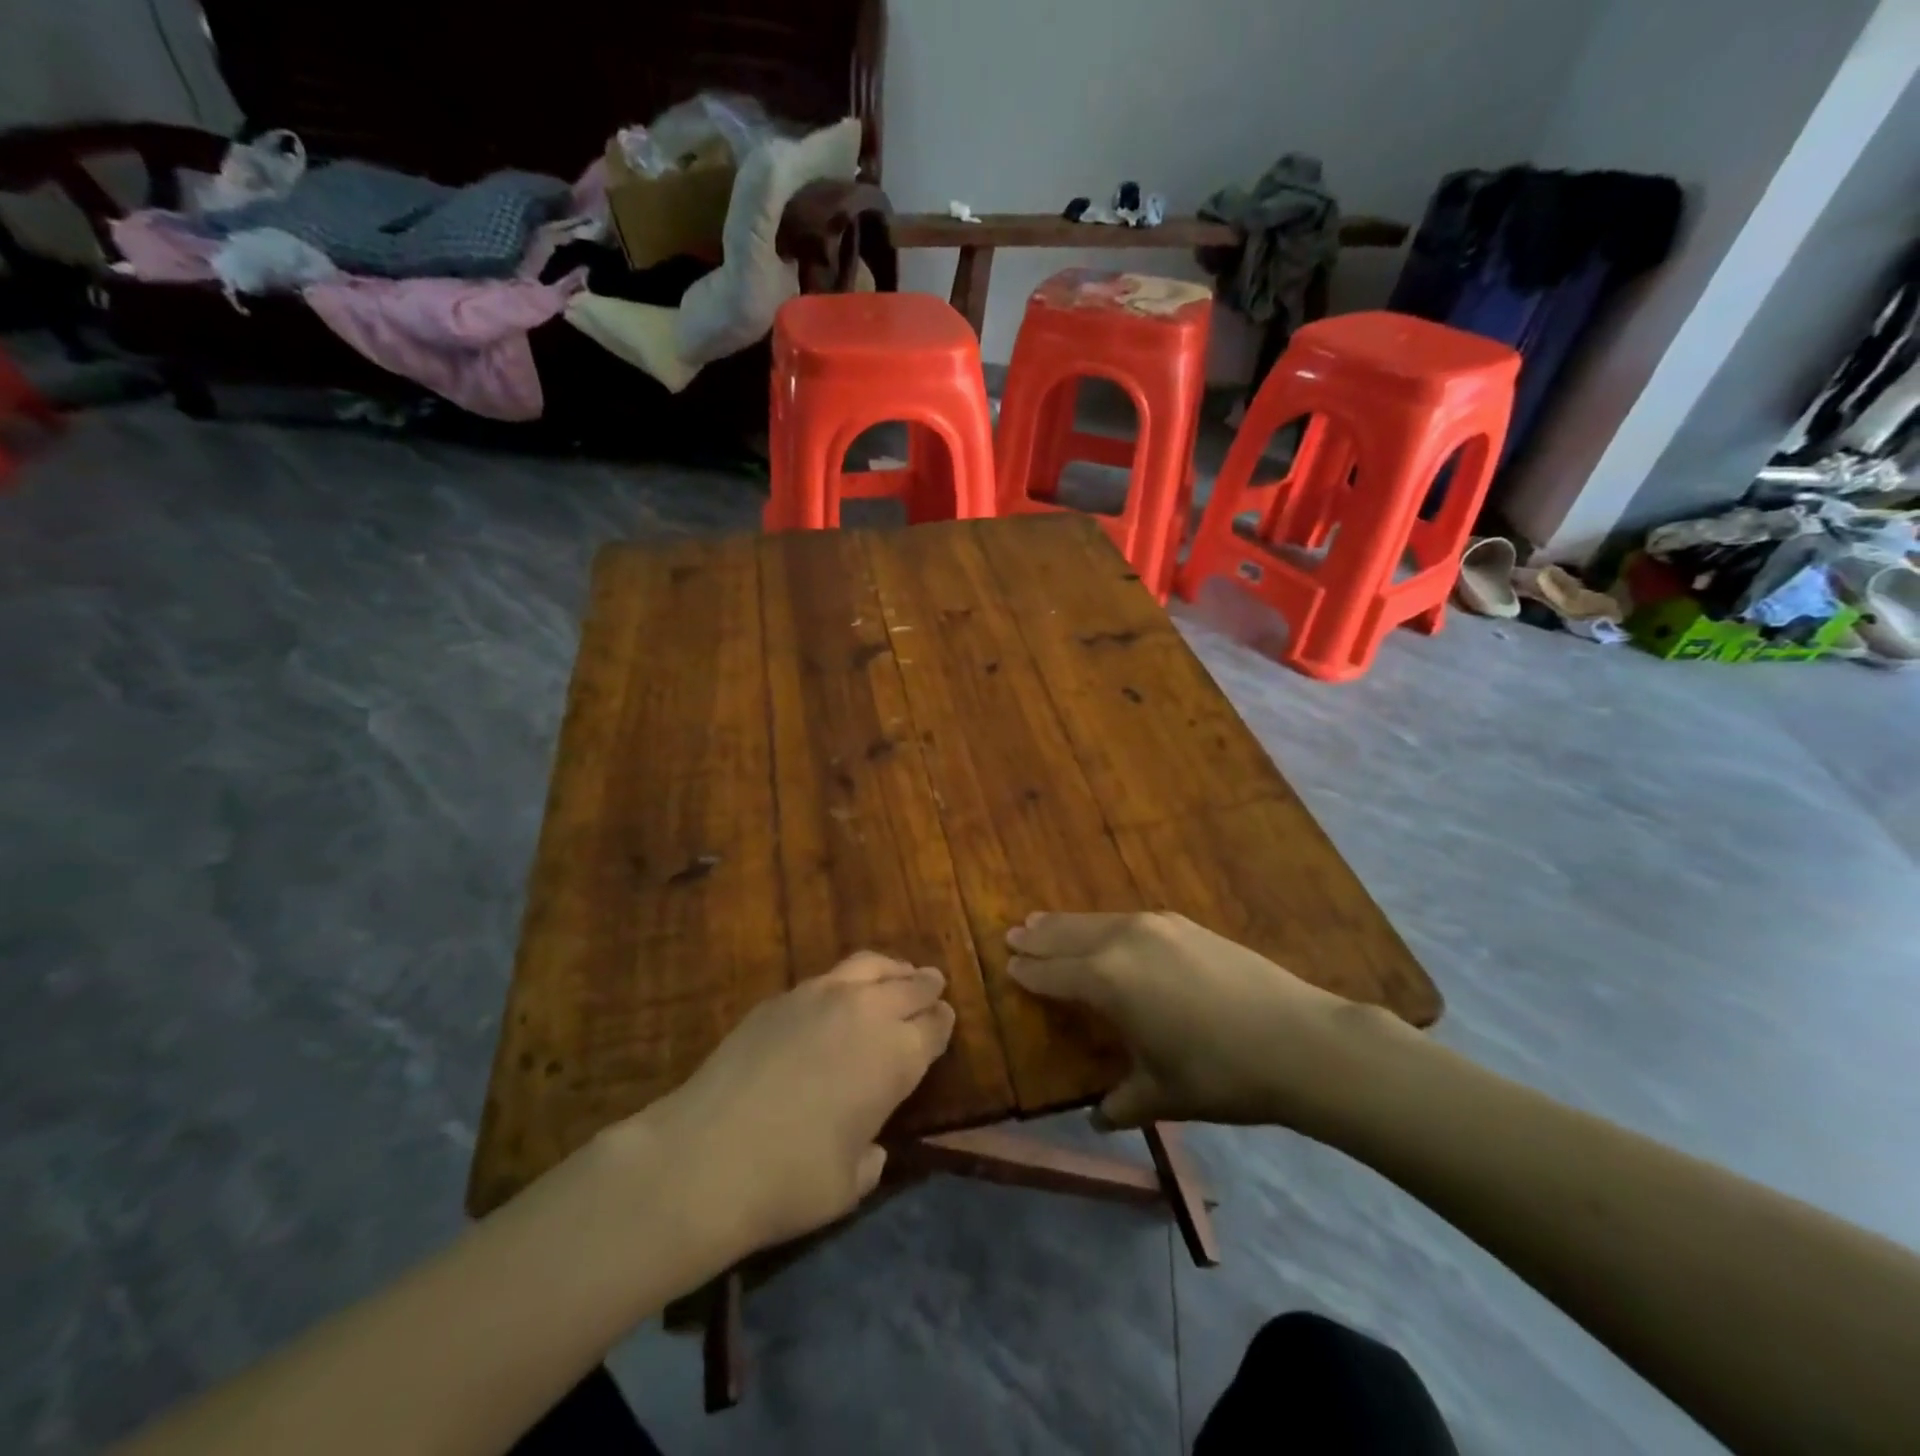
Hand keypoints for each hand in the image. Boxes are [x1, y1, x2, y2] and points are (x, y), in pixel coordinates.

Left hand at [639, 953, 954, 1264]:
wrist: (707, 1157)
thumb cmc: (790, 1181)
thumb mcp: (849, 1184)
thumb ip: (871, 1156)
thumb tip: (872, 1145)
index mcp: (896, 1057)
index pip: (934, 1027)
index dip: (942, 1024)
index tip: (945, 1021)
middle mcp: (867, 1013)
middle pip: (910, 987)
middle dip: (926, 987)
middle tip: (934, 984)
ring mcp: (821, 997)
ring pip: (871, 966)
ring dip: (892, 970)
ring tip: (897, 973)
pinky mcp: (781, 997)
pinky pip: (829, 977)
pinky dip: (849, 980)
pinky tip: (841, 995)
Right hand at [1008, 912, 1389, 1130]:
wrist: (1297, 1040)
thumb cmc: (1218, 1074)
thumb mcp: (1161, 1095)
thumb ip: (1121, 1103)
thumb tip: (1098, 1118)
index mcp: (1106, 980)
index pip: (1053, 973)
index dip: (1028, 971)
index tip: (1007, 965)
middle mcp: (1122, 941)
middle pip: (1067, 934)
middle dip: (1039, 936)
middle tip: (1014, 933)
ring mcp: (1156, 926)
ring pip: (1097, 920)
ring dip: (1067, 924)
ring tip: (1044, 922)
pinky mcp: (1183, 924)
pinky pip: (1127, 919)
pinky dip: (1104, 923)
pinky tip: (1106, 929)